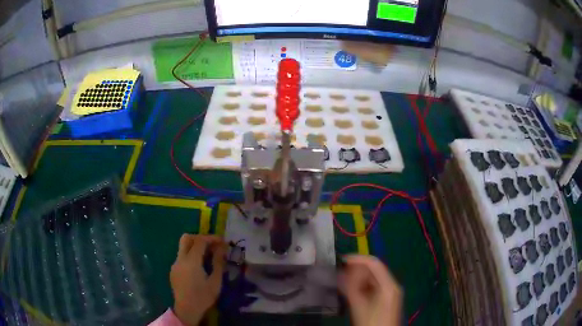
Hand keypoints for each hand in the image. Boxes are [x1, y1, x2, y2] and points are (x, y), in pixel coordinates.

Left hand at [170, 234, 226, 325]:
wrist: (187, 310)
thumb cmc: (203, 297)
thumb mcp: (215, 281)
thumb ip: (218, 263)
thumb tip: (222, 248)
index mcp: (191, 261)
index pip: (200, 241)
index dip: (211, 238)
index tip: (222, 241)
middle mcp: (180, 259)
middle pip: (186, 238)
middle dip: (199, 237)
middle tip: (212, 244)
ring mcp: (175, 264)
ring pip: (182, 247)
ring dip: (194, 246)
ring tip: (208, 255)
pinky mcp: (173, 270)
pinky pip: (181, 256)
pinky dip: (190, 255)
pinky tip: (199, 266)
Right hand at [339, 255, 402, 325]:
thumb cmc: (370, 323)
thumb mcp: (359, 306)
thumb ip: (350, 288)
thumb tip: (340, 273)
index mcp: (388, 285)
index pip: (374, 264)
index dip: (358, 259)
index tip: (342, 260)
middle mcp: (392, 285)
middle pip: (374, 271)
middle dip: (357, 271)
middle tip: (340, 275)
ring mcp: (391, 292)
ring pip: (373, 279)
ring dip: (358, 279)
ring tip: (344, 283)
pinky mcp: (387, 298)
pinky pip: (374, 287)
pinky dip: (363, 287)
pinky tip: (352, 291)